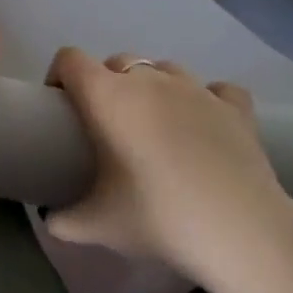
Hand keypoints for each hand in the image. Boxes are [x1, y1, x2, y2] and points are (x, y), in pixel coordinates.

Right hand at [44, 48, 292, 292]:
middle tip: (107, 126)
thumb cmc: (156, 217)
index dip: (58, 75)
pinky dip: (206, 100)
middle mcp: (149, 81)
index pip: (69, 59)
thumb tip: (51, 221)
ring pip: (164, 69)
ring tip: (155, 125)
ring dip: (153, 88)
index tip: (59, 106)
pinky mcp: (236, 107)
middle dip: (105, 84)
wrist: (240, 232)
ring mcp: (197, 89)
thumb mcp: (95, 226)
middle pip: (116, 61)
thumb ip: (62, 221)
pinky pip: (216, 89)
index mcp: (107, 97)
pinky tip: (205, 124)